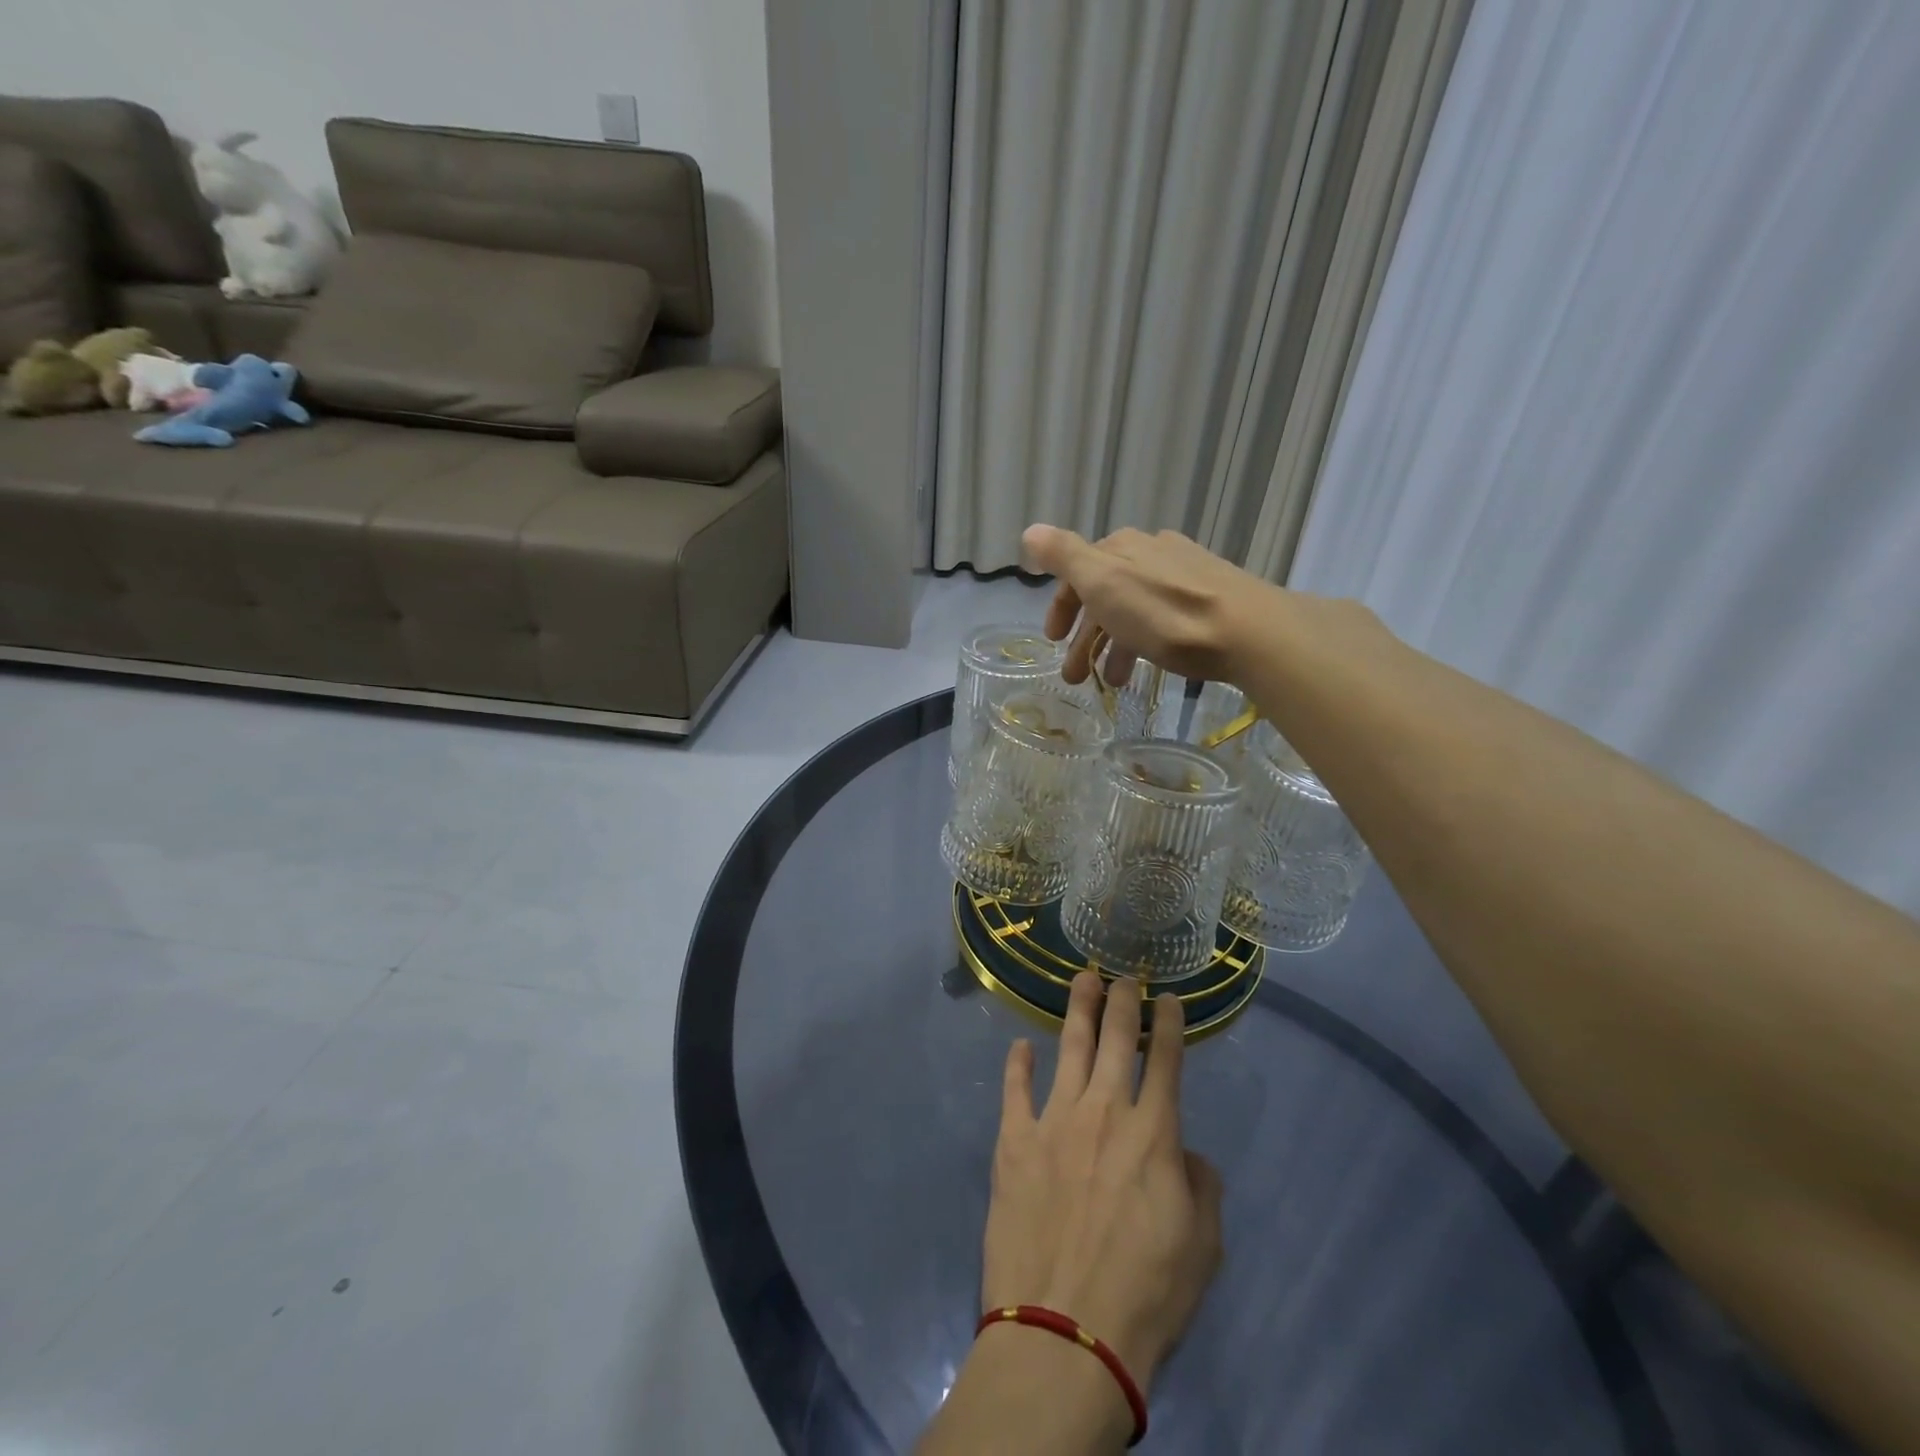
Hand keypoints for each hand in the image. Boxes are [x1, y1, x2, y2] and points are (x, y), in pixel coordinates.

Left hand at [982, 972, 1223, 1388]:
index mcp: (1154, 1134)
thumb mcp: (1202, 1249)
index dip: (1169, 1024)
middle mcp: (1105, 1111)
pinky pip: (1015, 1090)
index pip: (1167, 1062)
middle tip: (1125, 975)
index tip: (1168, 998)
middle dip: (1124, 1000)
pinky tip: (1021, 1046)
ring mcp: (1055, 1120)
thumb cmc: (1145, 1296)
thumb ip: (1202, 1188)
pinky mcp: (1014, 1141)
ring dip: (1078, 1010)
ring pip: (1070, 1048)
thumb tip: (1187, 1153)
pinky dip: (1018, 1064)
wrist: (1065, 1333)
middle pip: (1117, 1039)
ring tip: (1083, 979)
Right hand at [1021, 524, 1282, 687]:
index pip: (1077, 573)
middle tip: (1075, 676)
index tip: (1052, 641)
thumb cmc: (1163, 611)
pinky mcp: (1209, 599)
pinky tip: (1147, 666)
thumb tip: (1029, 532)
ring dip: (1113, 646)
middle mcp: (1151, 553)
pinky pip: (1161, 619)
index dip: (1061, 607)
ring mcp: (1183, 574)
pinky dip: (1143, 643)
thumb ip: (1063, 556)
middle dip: (1084, 636)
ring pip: (1133, 610)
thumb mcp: (1102, 581)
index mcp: (1121, 547)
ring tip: (1111, 682)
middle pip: (1104, 595)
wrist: (1247, 631)